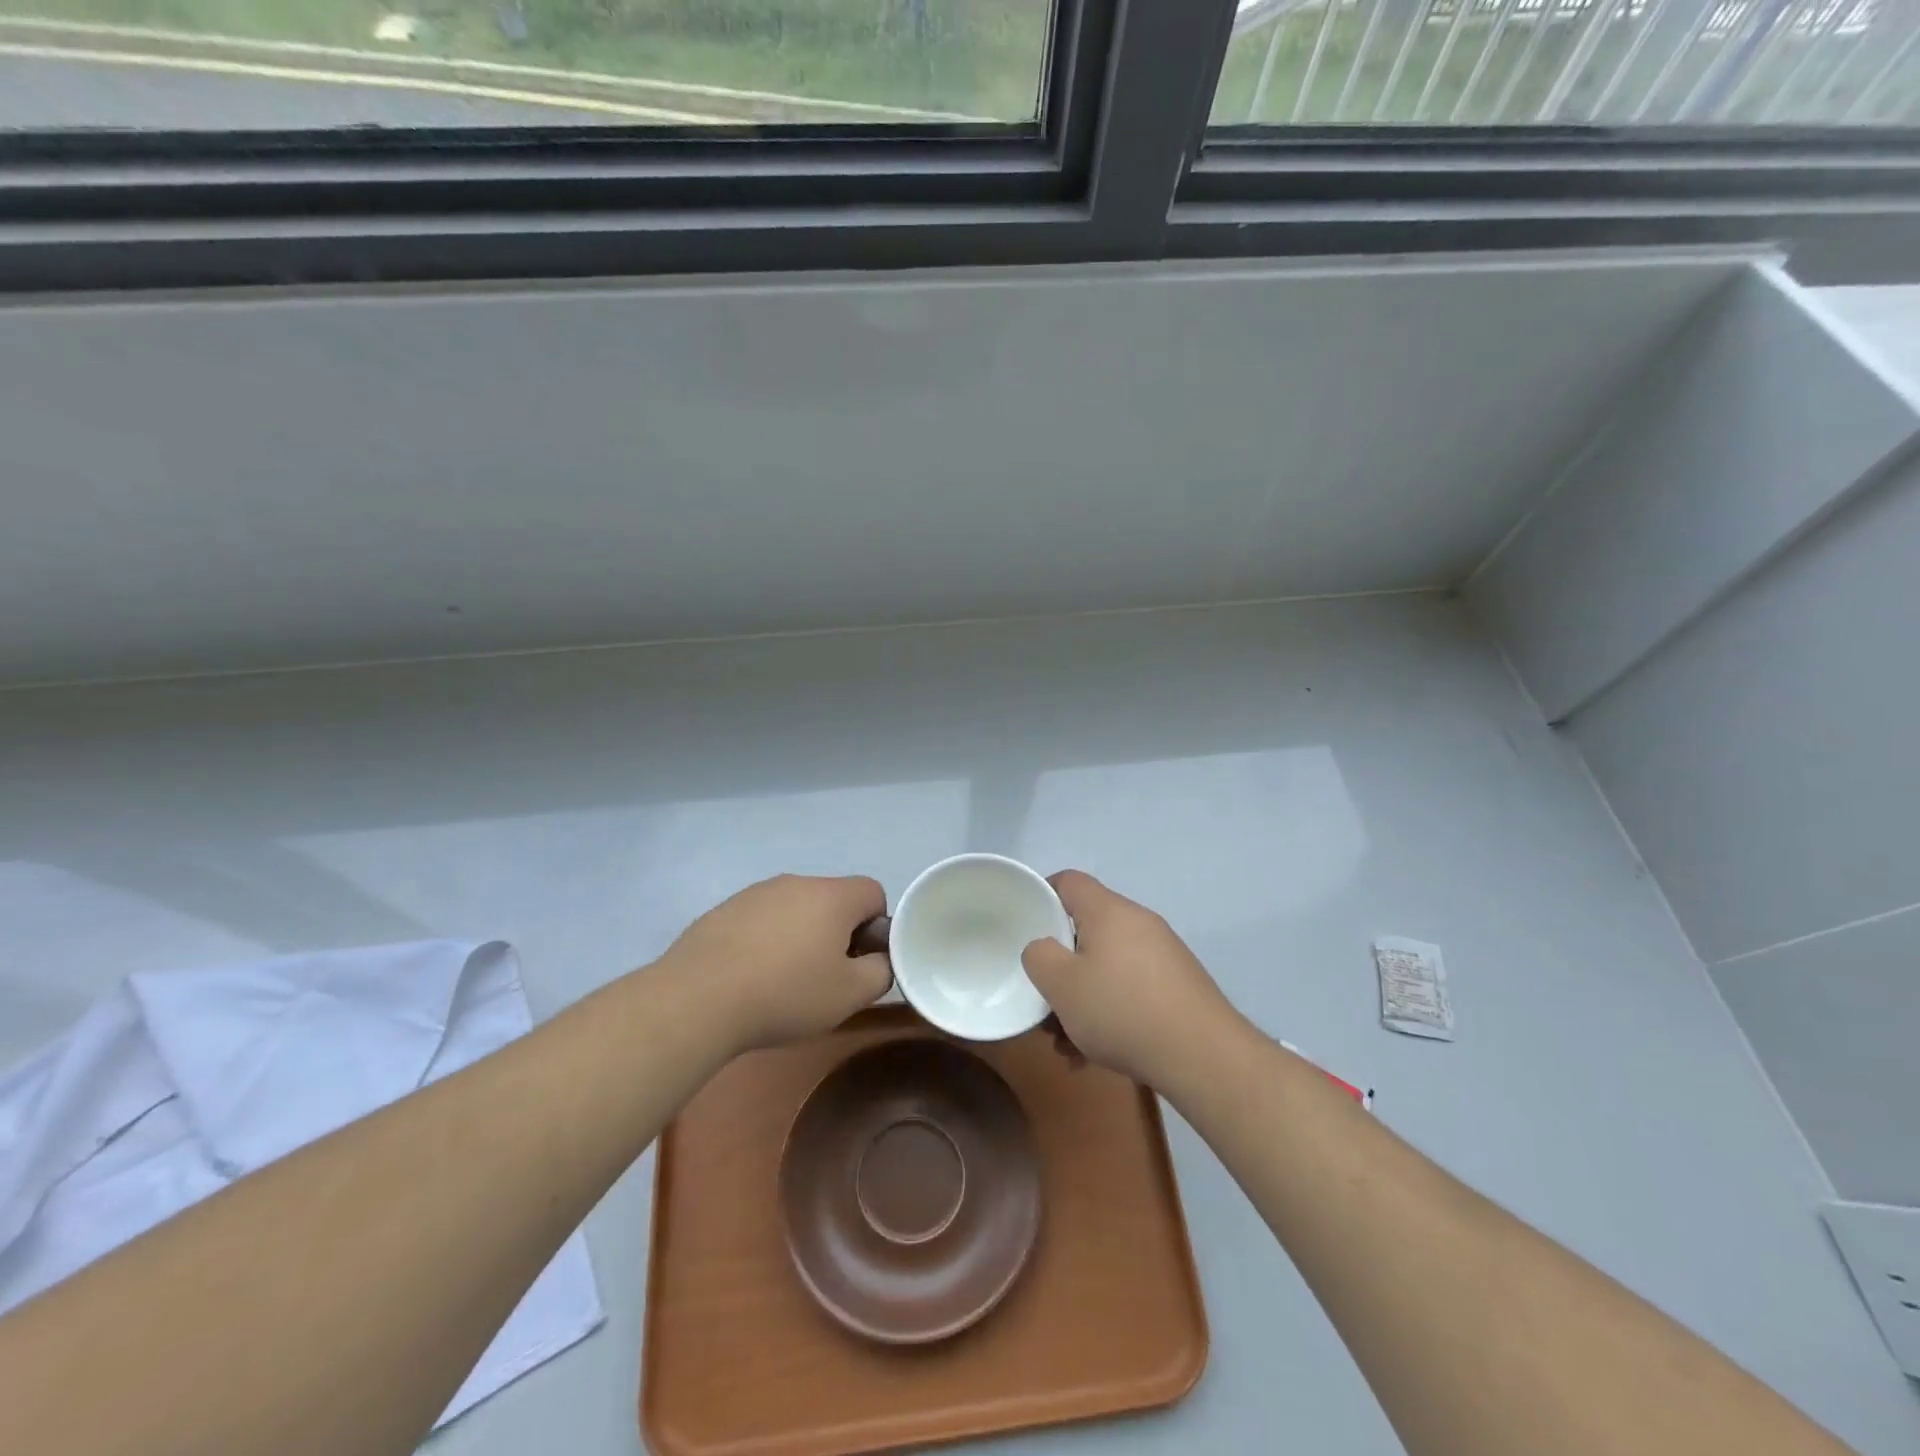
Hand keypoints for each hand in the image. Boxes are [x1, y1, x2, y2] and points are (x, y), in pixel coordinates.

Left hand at [662, 874, 891, 1053]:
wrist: (698, 999)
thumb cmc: (786, 993)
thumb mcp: (850, 994)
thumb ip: (881, 972)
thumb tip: (879, 960)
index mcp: (832, 896)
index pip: (873, 892)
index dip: (875, 926)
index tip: (858, 961)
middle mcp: (796, 883)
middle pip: (832, 900)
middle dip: (837, 933)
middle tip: (824, 976)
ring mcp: (755, 893)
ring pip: (794, 909)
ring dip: (799, 936)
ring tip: (782, 981)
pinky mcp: (723, 910)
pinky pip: (760, 920)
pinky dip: (764, 941)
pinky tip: (749, 977)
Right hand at [1021, 870, 1235, 1088]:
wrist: (1203, 1056)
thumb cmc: (1122, 1011)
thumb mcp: (1061, 985)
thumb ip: (1038, 956)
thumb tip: (1043, 947)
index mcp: (1109, 911)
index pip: (1069, 881)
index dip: (1042, 895)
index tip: (1026, 926)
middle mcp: (1139, 922)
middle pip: (1087, 928)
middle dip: (1061, 964)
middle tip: (1045, 998)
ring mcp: (1163, 953)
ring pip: (1107, 964)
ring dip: (1084, 996)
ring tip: (1069, 1042)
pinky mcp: (1178, 984)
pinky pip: (1131, 986)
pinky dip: (1111, 1009)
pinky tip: (1100, 1051)